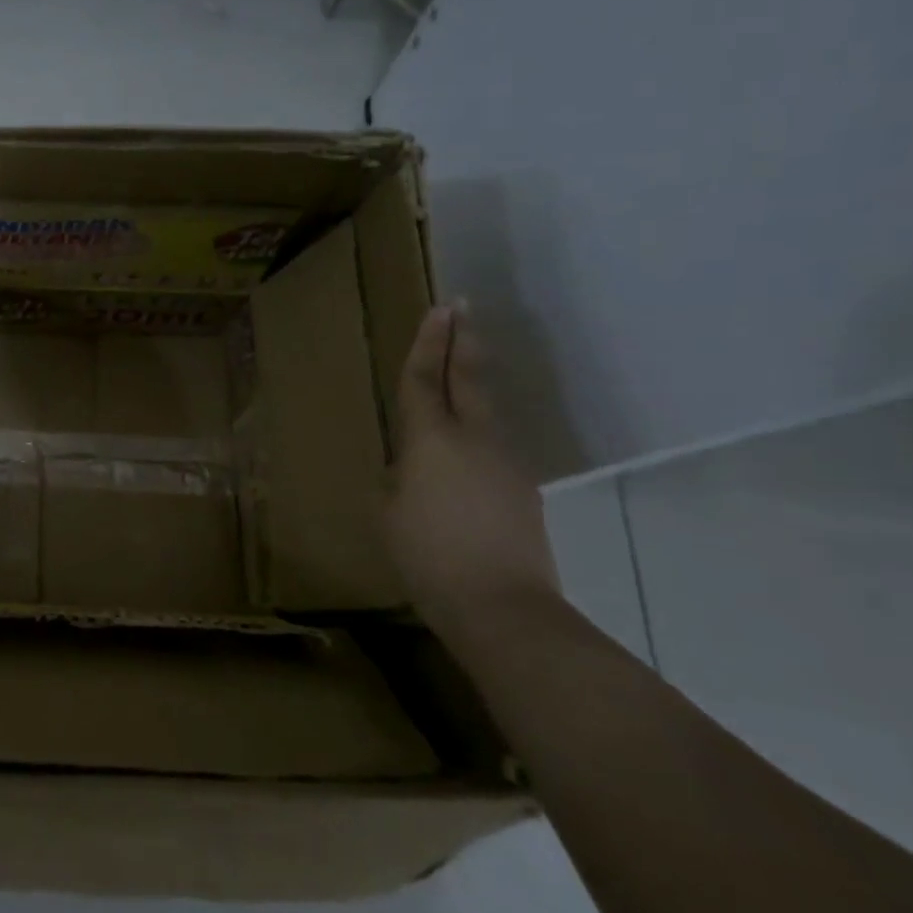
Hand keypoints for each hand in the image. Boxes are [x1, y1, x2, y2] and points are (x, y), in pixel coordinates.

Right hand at [386, 302, 560, 644]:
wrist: (501, 606)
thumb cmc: (427, 555)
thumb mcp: (390, 512)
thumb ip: (399, 477)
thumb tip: (412, 466)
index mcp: (432, 440)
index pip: (424, 380)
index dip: (427, 343)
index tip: (438, 309)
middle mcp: (474, 438)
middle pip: (467, 378)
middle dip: (462, 340)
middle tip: (461, 306)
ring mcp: (505, 461)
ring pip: (486, 405)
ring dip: (473, 376)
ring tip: (464, 356)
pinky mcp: (521, 487)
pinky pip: (493, 440)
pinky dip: (479, 420)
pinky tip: (468, 433)